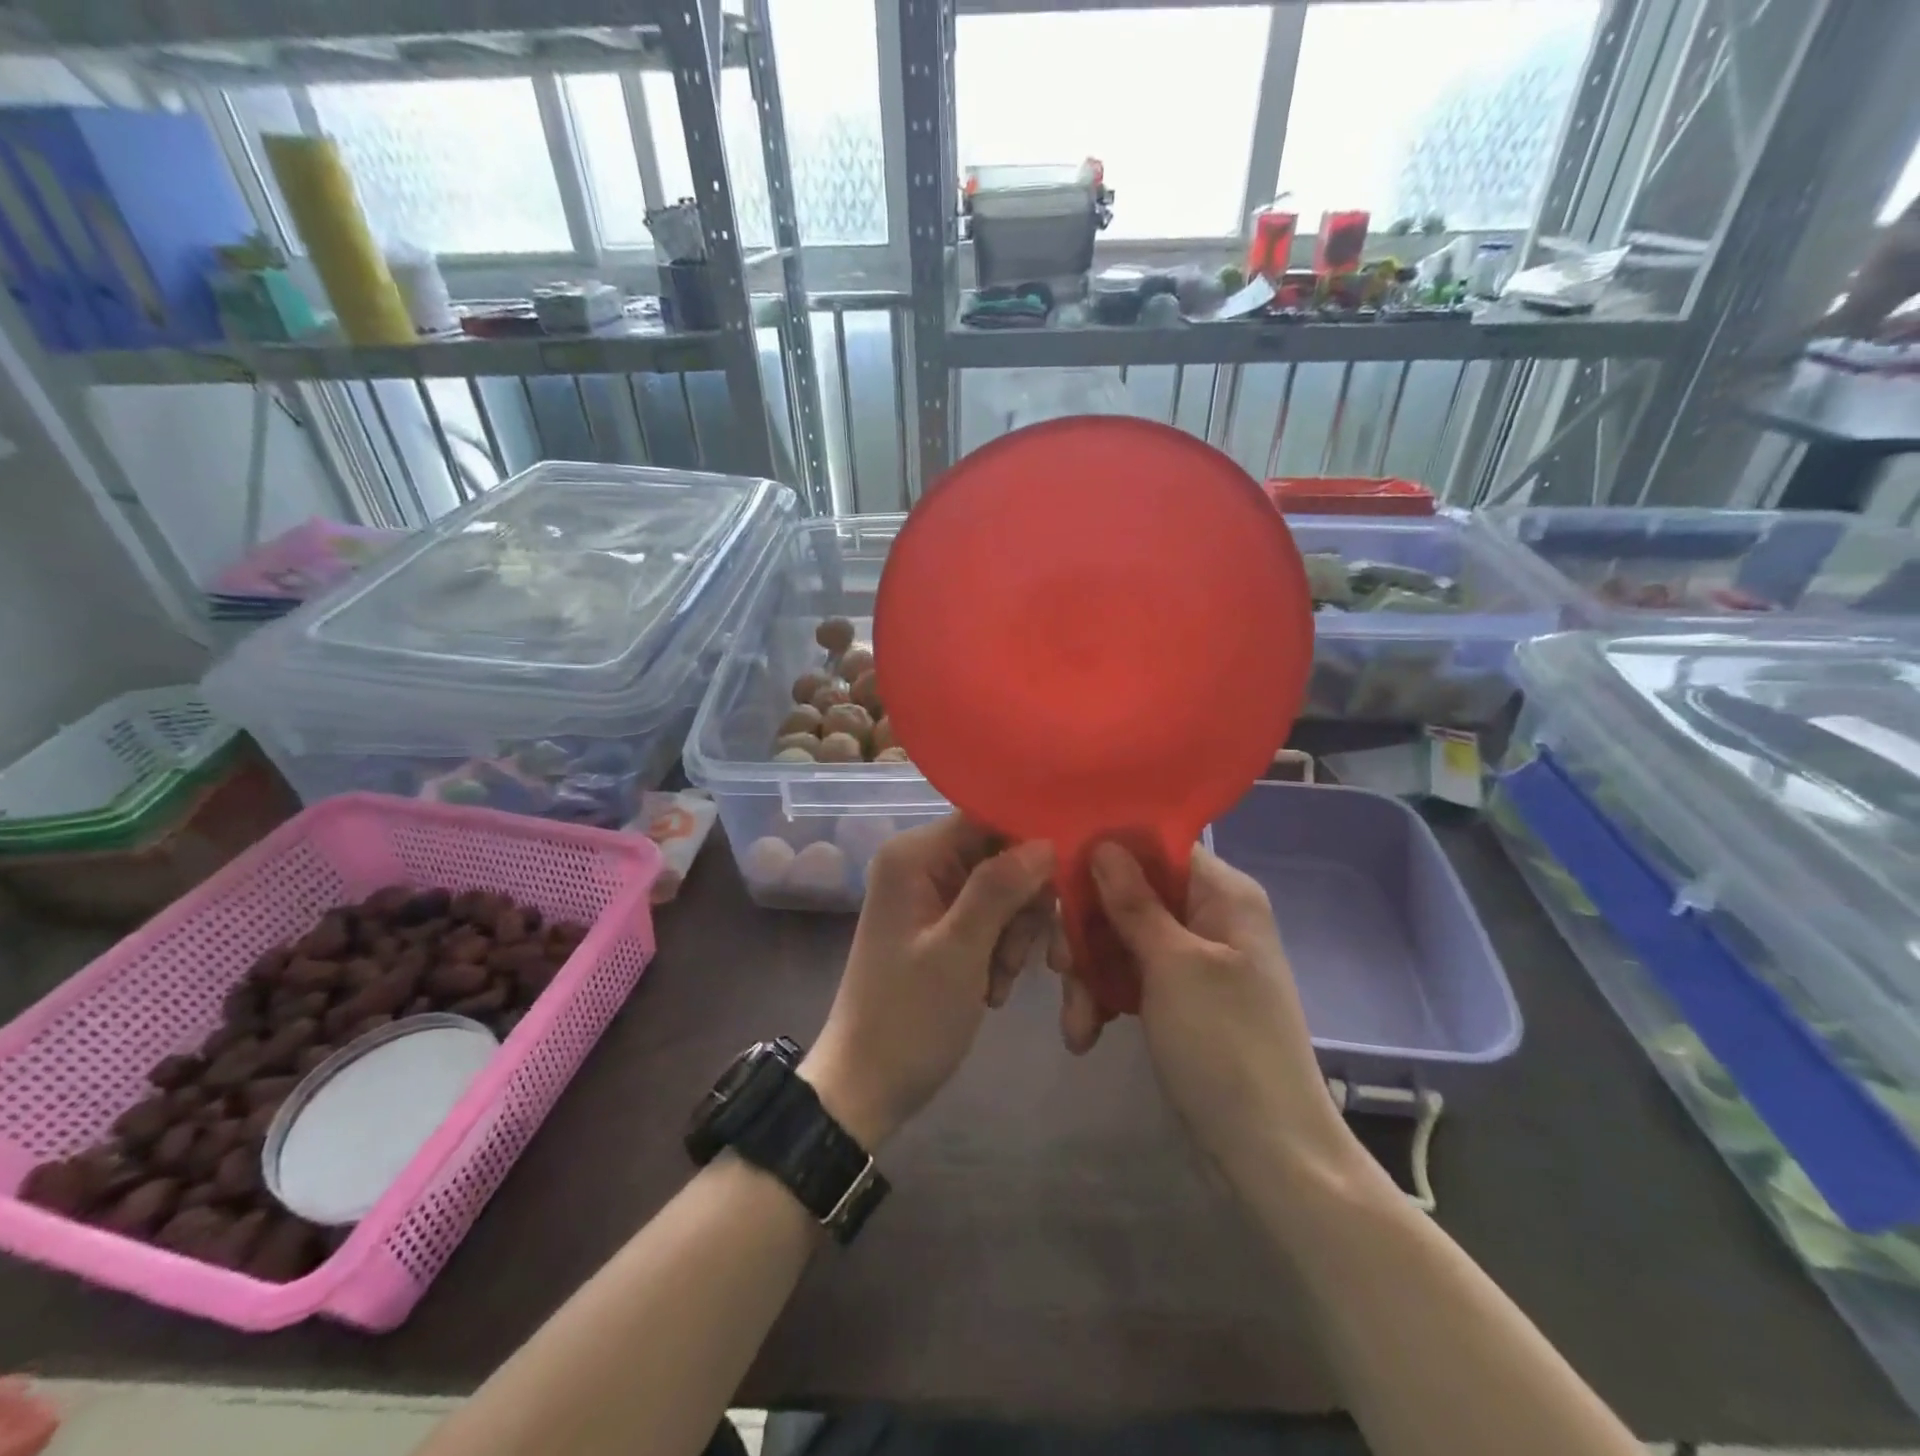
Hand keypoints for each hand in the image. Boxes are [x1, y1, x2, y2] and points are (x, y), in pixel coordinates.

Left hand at [802, 815, 1054, 1150]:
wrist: (867, 1087)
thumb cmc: (909, 1018)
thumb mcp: (960, 952)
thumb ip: (1000, 888)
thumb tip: (1045, 840)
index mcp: (913, 857)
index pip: (985, 817)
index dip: (1029, 840)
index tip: (1067, 873)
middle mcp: (920, 865)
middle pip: (998, 854)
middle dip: (1022, 902)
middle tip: (1022, 953)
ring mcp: (930, 897)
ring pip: (1001, 889)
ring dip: (1014, 933)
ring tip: (1000, 980)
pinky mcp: (940, 926)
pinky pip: (989, 918)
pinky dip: (1000, 950)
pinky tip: (993, 988)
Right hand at [1055, 842, 1352, 1179]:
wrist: (1270, 1155)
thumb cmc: (1225, 1046)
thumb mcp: (1173, 966)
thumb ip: (1134, 902)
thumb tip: (1103, 843)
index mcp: (1223, 894)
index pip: (1156, 847)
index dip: (1107, 856)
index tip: (1060, 877)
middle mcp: (1209, 916)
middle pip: (1130, 895)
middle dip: (1090, 931)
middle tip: (1060, 966)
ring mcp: (1192, 960)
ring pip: (1121, 938)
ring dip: (1090, 974)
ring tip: (1076, 1020)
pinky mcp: (1178, 998)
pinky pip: (1129, 977)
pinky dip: (1104, 999)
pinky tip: (1085, 1033)